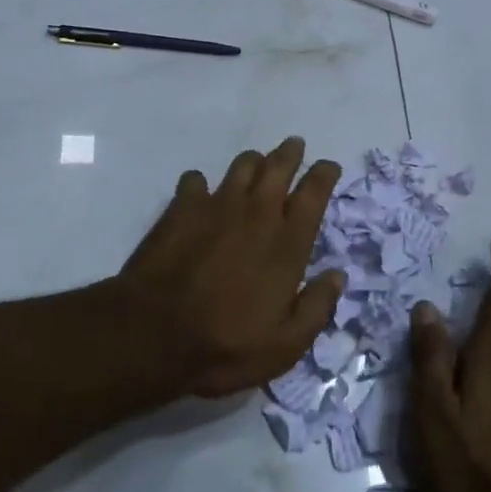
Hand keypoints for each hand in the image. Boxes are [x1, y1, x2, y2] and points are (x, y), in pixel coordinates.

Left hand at [114, 137, 345, 398]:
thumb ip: (317, 308)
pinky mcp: (181, 208)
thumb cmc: (226, 345)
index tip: (328, 166)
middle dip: (291, 153)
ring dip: (254, 162)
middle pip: (279, 167)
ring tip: (257, 164)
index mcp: (287, 243)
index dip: (324, 175)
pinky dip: (202, 183)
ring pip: (242, 166)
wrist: (154, 334)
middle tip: (295, 146)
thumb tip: (337, 276)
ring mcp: (217, 206)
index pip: (314, 194)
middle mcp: (257, 213)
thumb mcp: (285, 345)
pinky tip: (200, 193)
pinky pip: (196, 180)